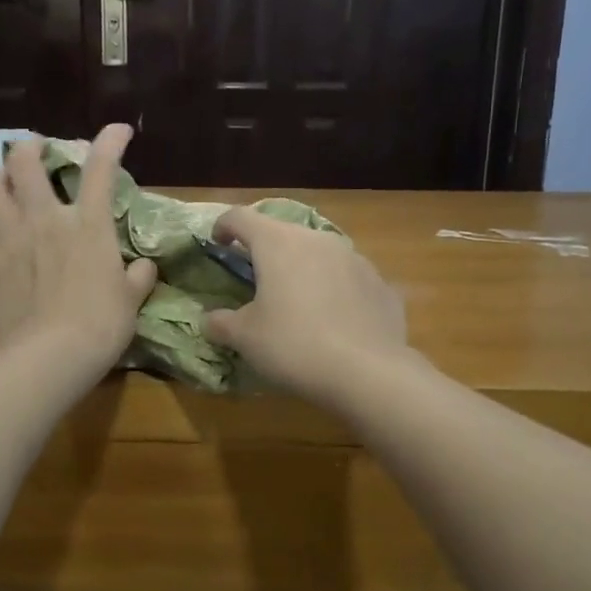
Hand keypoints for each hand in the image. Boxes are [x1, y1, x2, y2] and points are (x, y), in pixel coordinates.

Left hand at [0, 124, 157, 383]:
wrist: (49, 356)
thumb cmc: (100, 325)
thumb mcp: (131, 301)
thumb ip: (138, 278)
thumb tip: (144, 268)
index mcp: (87, 224)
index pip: (102, 169)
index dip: (110, 142)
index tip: (117, 130)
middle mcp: (44, 219)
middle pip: (24, 162)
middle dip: (29, 147)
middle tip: (35, 151)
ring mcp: (8, 238)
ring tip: (5, 188)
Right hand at [201, 207, 410, 410]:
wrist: (368, 373)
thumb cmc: (294, 345)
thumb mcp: (245, 338)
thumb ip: (221, 323)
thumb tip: (210, 320)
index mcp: (278, 243)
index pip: (241, 217)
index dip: (224, 226)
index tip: (217, 243)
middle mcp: (317, 240)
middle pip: (283, 233)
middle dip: (265, 250)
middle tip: (255, 278)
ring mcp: (355, 259)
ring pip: (320, 253)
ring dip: (303, 268)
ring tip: (298, 300)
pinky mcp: (380, 284)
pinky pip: (349, 279)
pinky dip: (336, 290)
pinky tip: (335, 320)